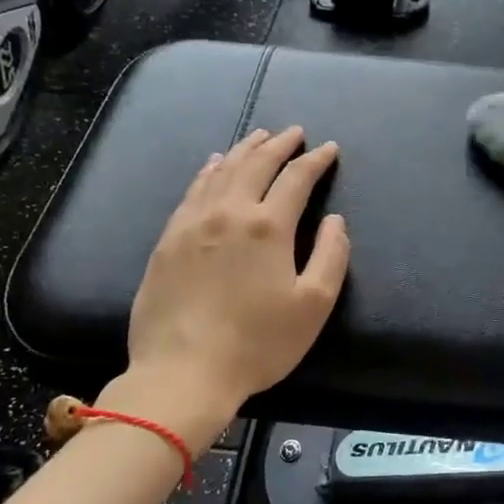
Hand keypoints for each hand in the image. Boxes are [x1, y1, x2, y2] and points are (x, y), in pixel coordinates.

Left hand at [126, 126, 349, 416]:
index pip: (296, 178)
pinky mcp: (168, 240)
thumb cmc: (258, 343)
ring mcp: (193, 223)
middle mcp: (230, 212)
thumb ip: (331, 256)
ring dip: (244, 150)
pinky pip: (192, 190)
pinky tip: (213, 164)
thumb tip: (336, 220)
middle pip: (256, 164)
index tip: (329, 148)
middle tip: (293, 132)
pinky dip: (209, 171)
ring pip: (221, 171)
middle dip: (279, 144)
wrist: (183, 371)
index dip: (315, 160)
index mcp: (269, 226)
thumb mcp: (313, 306)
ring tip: (259, 136)